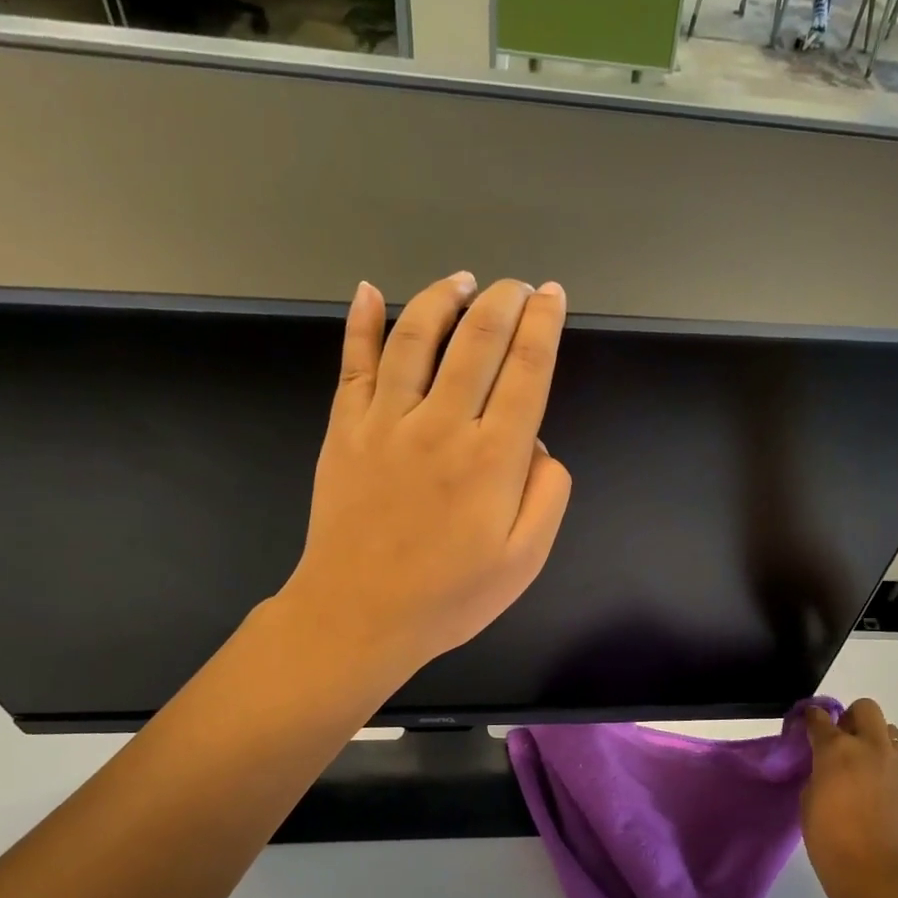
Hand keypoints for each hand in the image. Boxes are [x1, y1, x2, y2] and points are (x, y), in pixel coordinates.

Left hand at [284, 272, 572, 675]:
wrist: (359, 616)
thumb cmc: (450, 596)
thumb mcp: (525, 559)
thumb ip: (547, 494)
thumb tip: (535, 443)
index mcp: (493, 457)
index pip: (526, 370)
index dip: (544, 326)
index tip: (553, 297)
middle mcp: (442, 424)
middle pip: (477, 340)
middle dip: (503, 301)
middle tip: (518, 285)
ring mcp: (387, 421)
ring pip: (417, 337)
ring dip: (443, 299)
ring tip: (463, 281)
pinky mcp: (345, 429)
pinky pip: (354, 364)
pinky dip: (362, 323)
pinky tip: (371, 292)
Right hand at [802, 698, 897, 897]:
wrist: (872, 871)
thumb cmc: (828, 837)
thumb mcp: (809, 795)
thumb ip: (820, 768)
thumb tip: (828, 761)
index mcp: (838, 749)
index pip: (820, 717)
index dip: (813, 719)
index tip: (809, 727)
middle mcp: (872, 747)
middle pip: (865, 708)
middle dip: (851, 718)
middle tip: (843, 742)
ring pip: (891, 731)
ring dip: (876, 740)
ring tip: (867, 766)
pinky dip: (892, 764)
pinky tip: (883, 788)